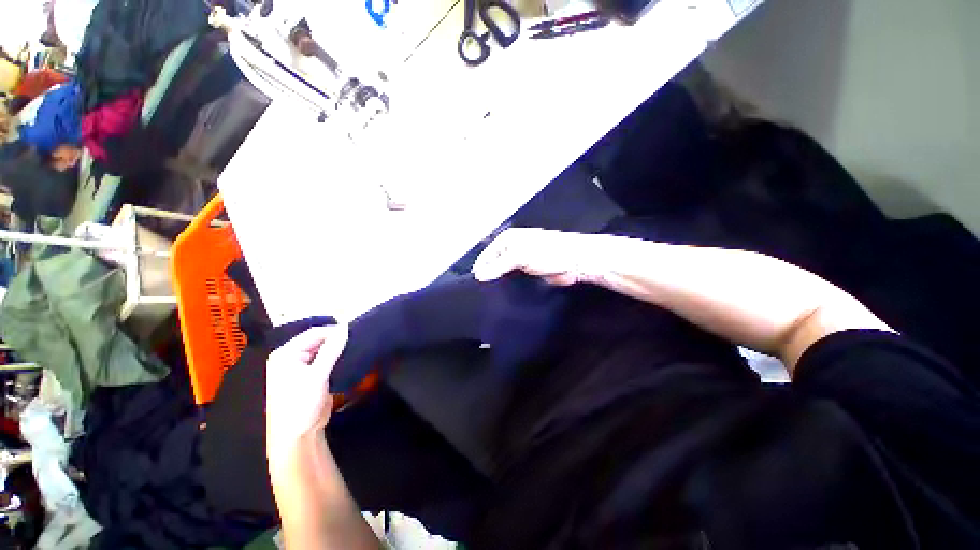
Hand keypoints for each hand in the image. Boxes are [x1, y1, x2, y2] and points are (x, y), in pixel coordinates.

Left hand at [266, 325, 348, 445]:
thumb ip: (331, 350)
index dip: (334, 332)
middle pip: (318, 340)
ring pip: (323, 350)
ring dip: (337, 350)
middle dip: (336, 340)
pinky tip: (348, 359)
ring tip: (355, 348)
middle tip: (357, 341)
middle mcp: (291, 357)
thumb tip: (346, 327)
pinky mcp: (310, 376)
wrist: (297, 436)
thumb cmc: (301, 404)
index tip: (355, 333)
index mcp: (286, 354)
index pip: (314, 333)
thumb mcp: (317, 376)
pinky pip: (325, 360)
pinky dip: (336, 359)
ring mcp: (300, 367)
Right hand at [473, 228, 603, 285]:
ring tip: (493, 291)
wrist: (573, 261)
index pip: (487, 254)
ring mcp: (521, 259)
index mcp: (508, 239)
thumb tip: (481, 275)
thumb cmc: (549, 251)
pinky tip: (506, 290)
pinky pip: (514, 278)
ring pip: (504, 271)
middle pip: (494, 262)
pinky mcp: (529, 270)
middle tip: (483, 287)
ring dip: (500, 279)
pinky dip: (509, 284)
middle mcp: (513, 248)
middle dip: (489, 274)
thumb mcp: (518, 256)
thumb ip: (498, 266)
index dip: (480, 267)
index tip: (476, 281)